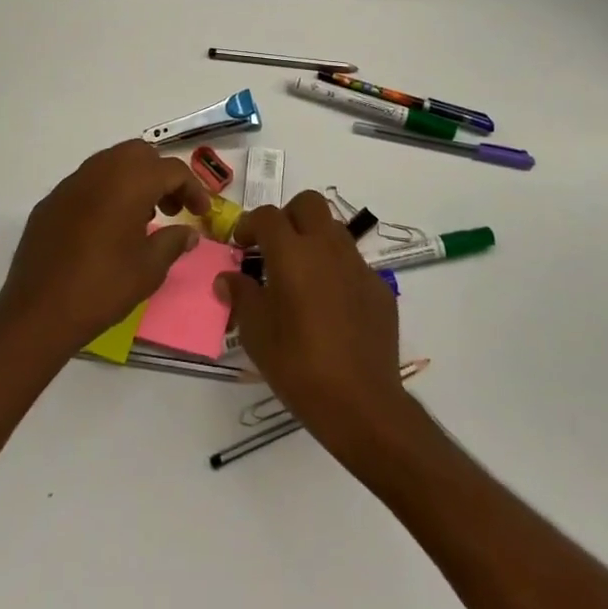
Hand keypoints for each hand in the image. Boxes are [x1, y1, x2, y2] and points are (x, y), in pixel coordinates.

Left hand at [0, 140, 210, 359]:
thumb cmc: (103, 287)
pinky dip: (105, 194)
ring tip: (141, 220)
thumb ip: (173, 242)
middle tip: (171, 209)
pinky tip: (105, 229)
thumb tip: (188, 233)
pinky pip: (87, 184)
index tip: (201, 214)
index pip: (172, 169)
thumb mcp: (149, 269)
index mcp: (130, 181)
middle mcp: (100, 170)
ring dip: (132, 181)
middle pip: (140, 154)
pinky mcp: (51, 201)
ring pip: (111, 163)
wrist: (38, 311)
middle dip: (161, 175)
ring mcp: (71, 183)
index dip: (193, 189)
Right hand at [217, 189, 405, 455]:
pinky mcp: (380, 288)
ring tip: (302, 275)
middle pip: (308, 203)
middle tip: (275, 247)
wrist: (363, 404)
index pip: (267, 216)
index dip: (249, 225)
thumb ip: (241, 296)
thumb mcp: (256, 334)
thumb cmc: (299, 367)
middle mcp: (327, 248)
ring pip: (334, 229)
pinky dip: (337, 271)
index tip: (240, 246)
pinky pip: (354, 264)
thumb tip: (228, 278)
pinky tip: (331, 306)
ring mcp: (358, 266)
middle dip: (288, 216)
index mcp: (292, 253)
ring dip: (314, 239)